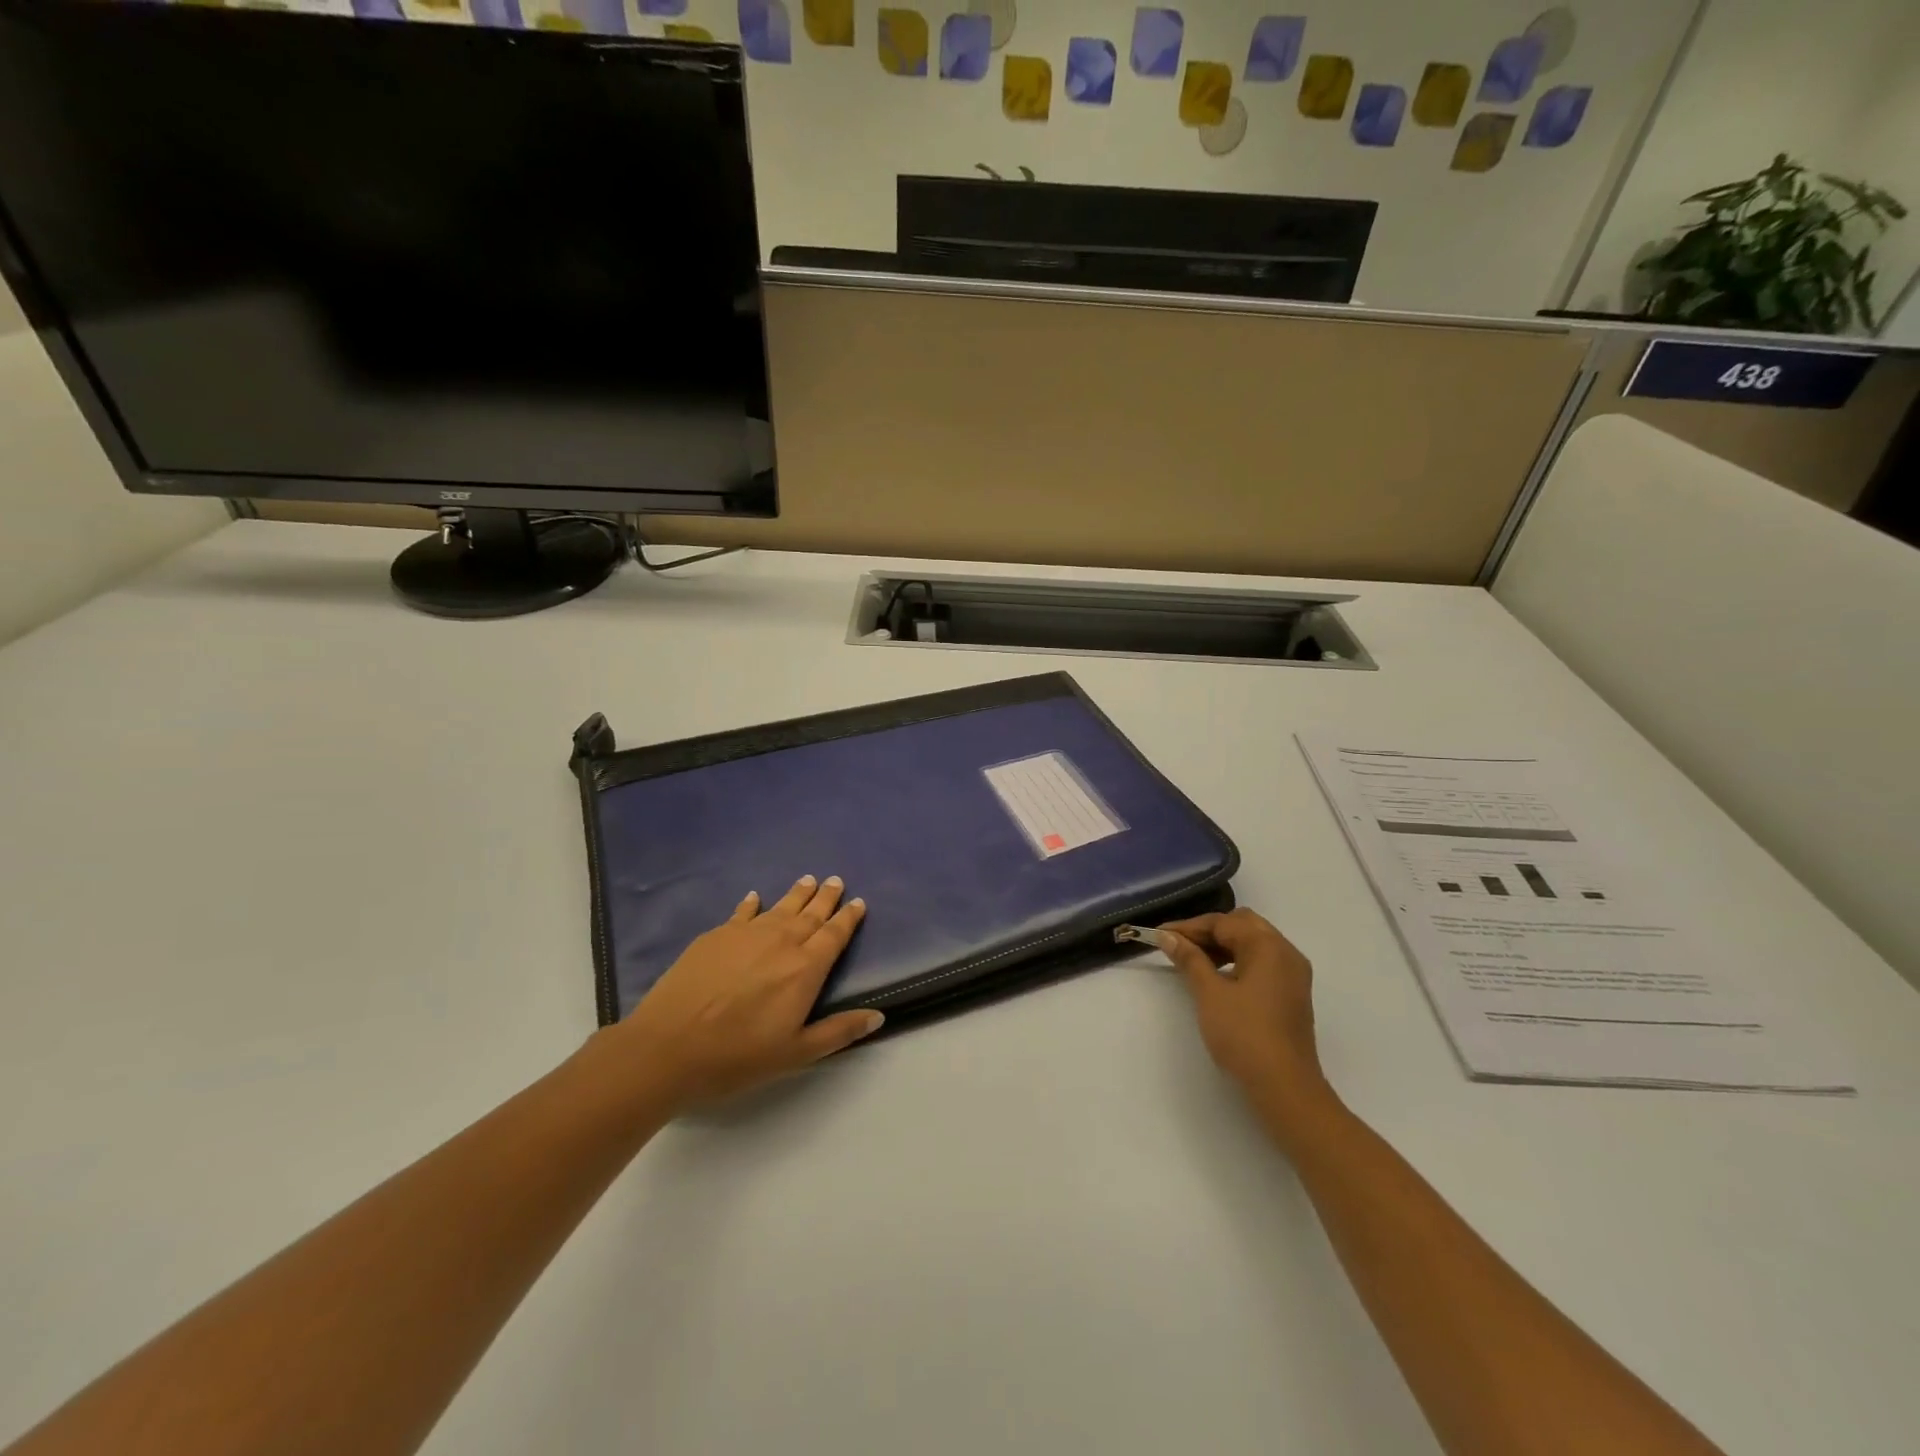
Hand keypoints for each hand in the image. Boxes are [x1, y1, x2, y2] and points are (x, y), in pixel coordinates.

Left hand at [605, 875, 883, 1112]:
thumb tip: (879, 1017)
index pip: (834, 936)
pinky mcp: (715, 936)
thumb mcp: (795, 1054)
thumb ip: (838, 1032)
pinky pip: (741, 912)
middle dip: (826, 898)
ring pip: (779, 907)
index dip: (848, 918)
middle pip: (810, 914)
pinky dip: (752, 903)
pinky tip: (754, 897)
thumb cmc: (737, 1057)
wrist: (667, 1048)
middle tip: (836, 881)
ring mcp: (745, 935)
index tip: (858, 902)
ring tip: (808, 880)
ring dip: (797, 894)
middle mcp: (780, 942)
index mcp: (805, 969)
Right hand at [1157, 908, 1332, 1119]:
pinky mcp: (1292, 995)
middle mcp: (1286, 953)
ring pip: (1253, 944)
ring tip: (1193, 961)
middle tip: (1178, 945)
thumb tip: (1168, 936)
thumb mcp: (1209, 993)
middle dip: (1208, 932)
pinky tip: (1218, 978)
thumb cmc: (1244, 1035)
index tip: (1160, 935)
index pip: (1223, 922)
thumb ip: (1189, 959)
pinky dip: (1238, 962)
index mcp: (1268, 946)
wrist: (1285, 1088)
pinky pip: (1262, 963)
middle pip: (1242, 925)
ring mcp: (1293, 975)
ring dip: (1223, 946)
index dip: (1189, 927)